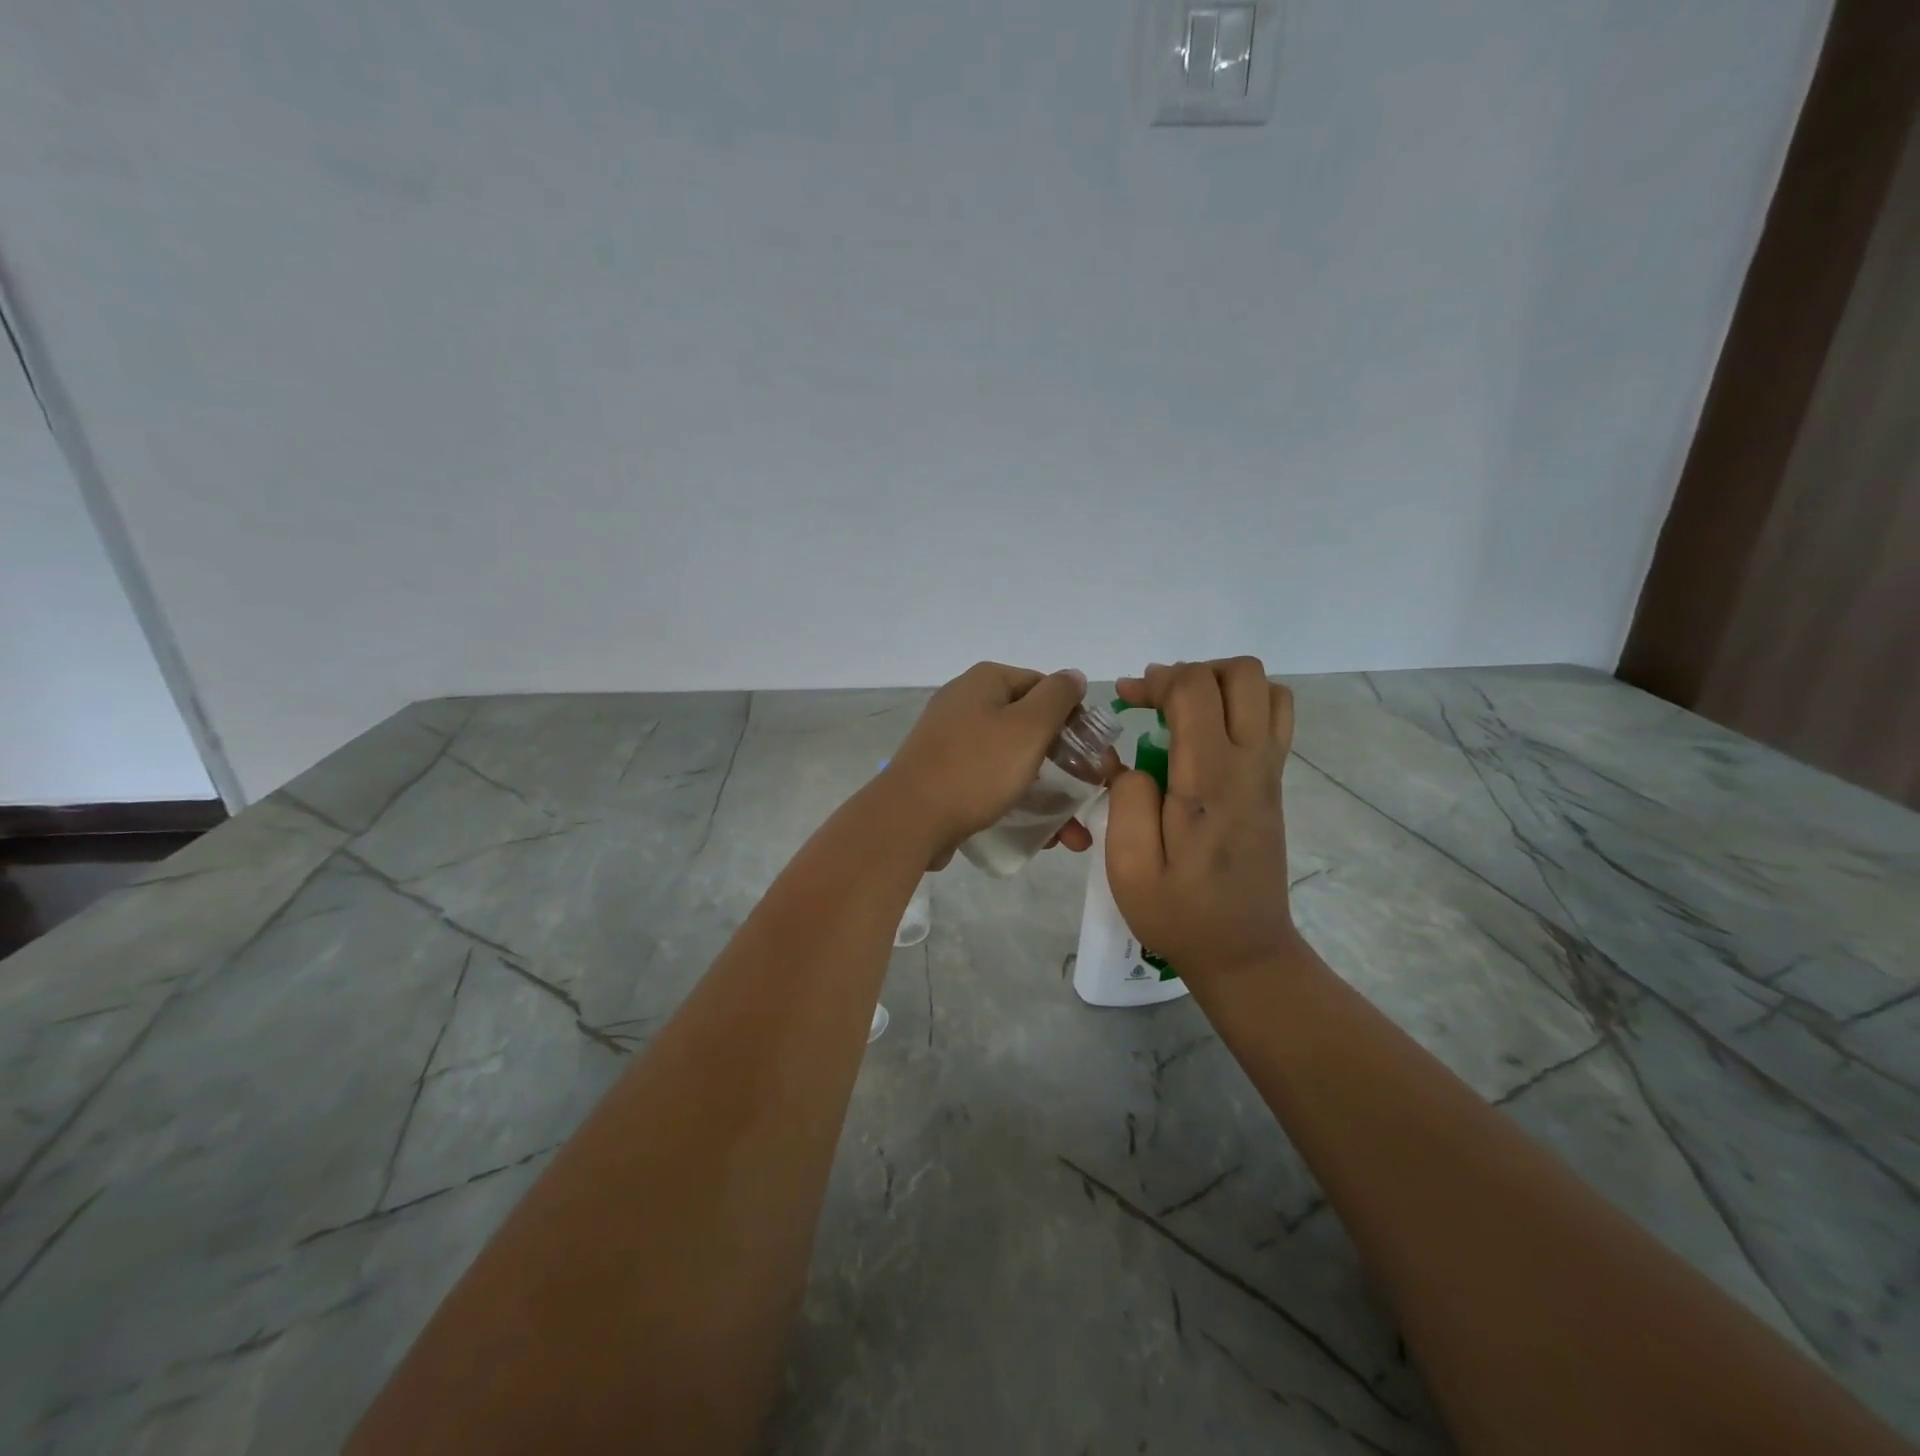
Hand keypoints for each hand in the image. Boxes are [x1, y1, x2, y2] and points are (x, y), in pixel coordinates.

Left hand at [880, 662, 1095, 864]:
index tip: (1094, 758)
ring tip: (1071, 835)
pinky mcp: (943, 773)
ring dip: (1047, 793)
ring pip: (1013, 759)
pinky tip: (1038, 834)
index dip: (1075, 720)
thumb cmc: (976, 768)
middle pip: (1030, 726)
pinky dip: (1015, 800)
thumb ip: (1057, 696)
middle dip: (1065, 766)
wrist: (909, 819)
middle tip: (1089, 797)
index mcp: (986, 681)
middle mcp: (966, 702)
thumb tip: (1073, 676)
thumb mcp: (1028, 726)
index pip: (1046, 688)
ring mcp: (951, 739)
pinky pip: (989, 780)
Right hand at [1106, 659, 1298, 983]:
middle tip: (1155, 702)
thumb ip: (1126, 801)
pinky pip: (1273, 719)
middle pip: (1243, 674)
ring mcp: (1270, 773)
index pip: (1195, 690)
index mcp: (1210, 780)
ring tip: (1183, 713)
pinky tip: (1205, 737)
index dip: (1157, 680)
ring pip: (1267, 690)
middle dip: (1192, 672)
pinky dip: (1240, 706)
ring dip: (1221, 685)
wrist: (1245, 953)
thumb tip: (1133, 764)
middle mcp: (1250, 765)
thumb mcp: (1128, 868)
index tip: (1126, 701)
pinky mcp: (1274, 785)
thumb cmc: (1180, 914)